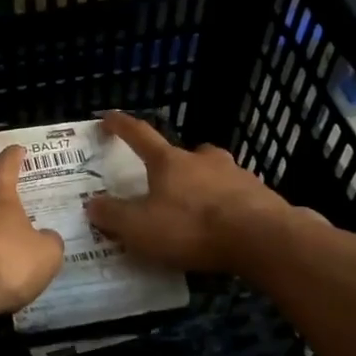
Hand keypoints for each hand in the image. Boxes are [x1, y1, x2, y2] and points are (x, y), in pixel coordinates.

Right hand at [84, 112, 305, 274]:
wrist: (262, 239)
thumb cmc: (192, 227)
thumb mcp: (140, 228)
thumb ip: (113, 216)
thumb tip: (92, 204)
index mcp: (169, 161)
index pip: (139, 135)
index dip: (121, 125)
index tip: (108, 117)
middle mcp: (203, 159)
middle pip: (184, 153)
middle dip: (173, 163)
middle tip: (165, 183)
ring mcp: (236, 174)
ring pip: (214, 173)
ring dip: (203, 184)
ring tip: (198, 210)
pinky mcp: (261, 196)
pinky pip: (237, 196)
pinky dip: (227, 206)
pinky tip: (226, 227)